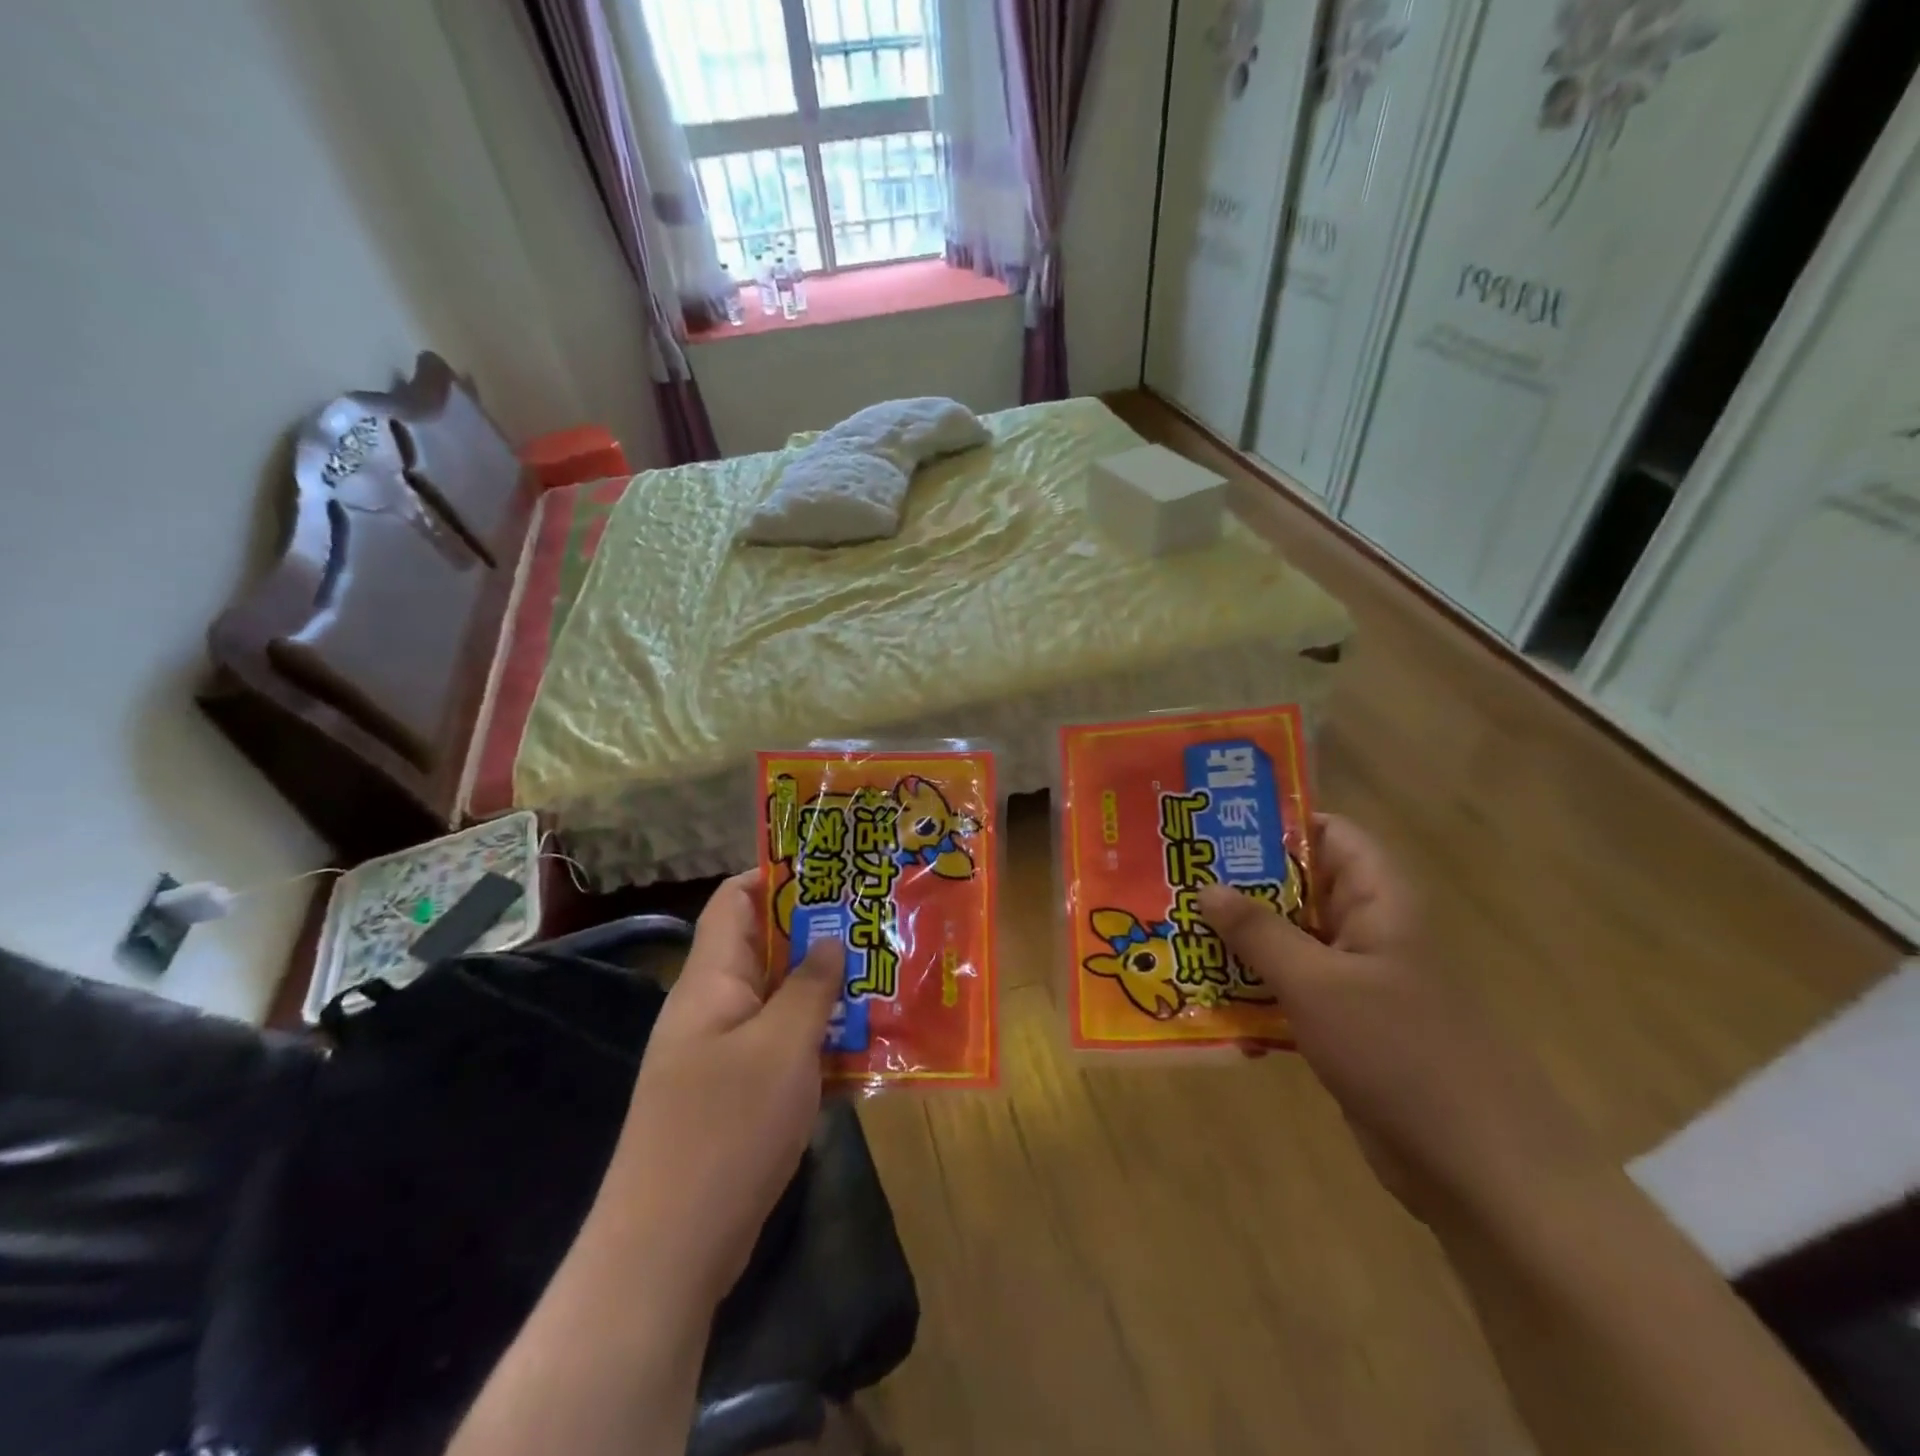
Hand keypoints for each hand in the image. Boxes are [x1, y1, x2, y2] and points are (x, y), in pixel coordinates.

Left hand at [601, 870, 844, 1313]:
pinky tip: (864, 1042)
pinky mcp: (736, 1096)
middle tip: (874, 920)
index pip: (735, 901)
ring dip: (824, 988)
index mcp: (711, 981)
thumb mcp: (781, 1047)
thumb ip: (810, 987)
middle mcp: (712, 1008)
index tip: (833, 867)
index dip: (777, 875)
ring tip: (881, 972)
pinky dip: (818, 1037)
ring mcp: (722, 1054)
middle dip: (818, 932)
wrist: (667, 1252)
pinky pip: (781, 1046)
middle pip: (765, 949)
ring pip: (779, 1000)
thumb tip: (830, 939)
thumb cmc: (724, 1130)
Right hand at [1199, 817, 1600, 1223]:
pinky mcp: (1340, 1023)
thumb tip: (1206, 886)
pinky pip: (1287, 987)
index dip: (1275, 822)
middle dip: (1238, 884)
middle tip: (1173, 875)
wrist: (1474, 1166)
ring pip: (1287, 939)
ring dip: (1238, 938)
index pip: (1329, 834)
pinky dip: (1250, 985)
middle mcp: (1366, 929)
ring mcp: (1353, 979)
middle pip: (1297, 886)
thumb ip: (1259, 932)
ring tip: (1173, 925)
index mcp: (1378, 901)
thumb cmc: (1399, 1052)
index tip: (1212, 822)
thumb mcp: (1317, 983)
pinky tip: (1200, 990)